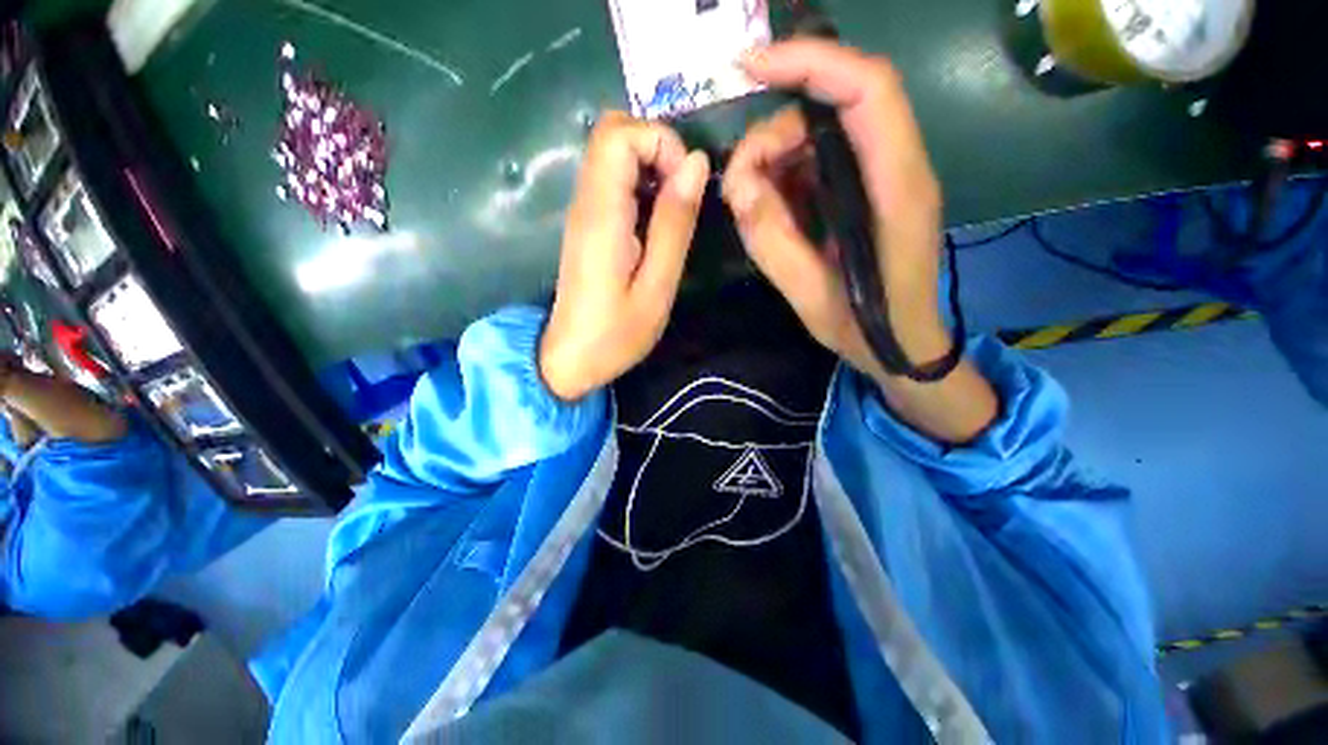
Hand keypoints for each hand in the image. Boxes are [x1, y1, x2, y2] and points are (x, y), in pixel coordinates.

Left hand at [540, 112, 709, 401]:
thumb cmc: (616, 333)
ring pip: (612, 154)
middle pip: (612, 133)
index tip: (686, 185)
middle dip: (657, 148)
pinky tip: (655, 224)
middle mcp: (585, 202)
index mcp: (602, 215)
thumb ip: (675, 224)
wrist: (569, 358)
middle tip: (682, 195)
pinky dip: (640, 186)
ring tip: (674, 213)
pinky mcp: (587, 225)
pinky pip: (611, 182)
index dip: (661, 143)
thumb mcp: (657, 286)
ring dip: (651, 168)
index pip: (620, 134)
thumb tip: (696, 164)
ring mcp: (582, 212)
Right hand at [723, 40, 996, 441]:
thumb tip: (737, 185)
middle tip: (738, 189)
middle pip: (832, 110)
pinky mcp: (864, 190)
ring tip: (751, 208)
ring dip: (774, 161)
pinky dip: (784, 178)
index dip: (810, 63)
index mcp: (896, 189)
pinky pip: (818, 163)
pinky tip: (771, 211)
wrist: (902, 345)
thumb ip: (771, 239)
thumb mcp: (808, 295)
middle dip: (773, 137)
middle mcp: (896, 168)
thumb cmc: (866, 328)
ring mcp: (880, 176)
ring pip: (819, 135)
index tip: (749, 67)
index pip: (866, 90)